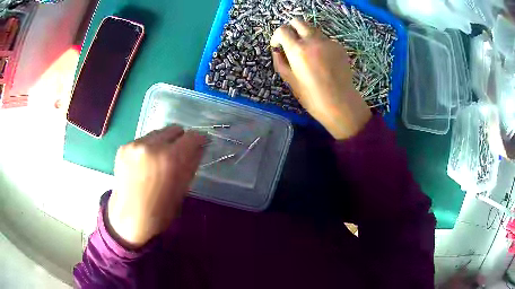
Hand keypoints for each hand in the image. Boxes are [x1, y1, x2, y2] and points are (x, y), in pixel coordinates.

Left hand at [107, 126, 205, 248]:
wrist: (128, 219)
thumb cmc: (159, 212)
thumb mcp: (182, 190)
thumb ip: (192, 164)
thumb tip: (199, 148)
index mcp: (169, 159)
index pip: (192, 136)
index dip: (199, 140)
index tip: (199, 146)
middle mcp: (151, 145)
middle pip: (174, 129)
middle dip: (180, 140)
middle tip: (179, 155)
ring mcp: (134, 144)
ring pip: (158, 133)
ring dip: (163, 143)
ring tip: (159, 161)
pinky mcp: (123, 147)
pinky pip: (143, 140)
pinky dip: (149, 148)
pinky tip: (145, 165)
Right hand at [271, 18, 371, 139]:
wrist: (340, 103)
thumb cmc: (311, 96)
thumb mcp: (290, 80)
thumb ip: (280, 61)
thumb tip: (277, 50)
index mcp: (297, 50)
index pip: (282, 30)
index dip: (277, 37)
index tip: (278, 46)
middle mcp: (313, 41)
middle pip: (298, 21)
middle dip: (291, 29)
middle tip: (291, 42)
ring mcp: (328, 42)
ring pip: (313, 29)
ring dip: (306, 36)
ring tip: (308, 53)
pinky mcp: (339, 46)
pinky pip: (325, 39)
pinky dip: (319, 44)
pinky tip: (322, 60)